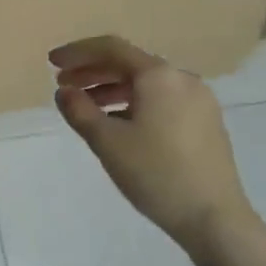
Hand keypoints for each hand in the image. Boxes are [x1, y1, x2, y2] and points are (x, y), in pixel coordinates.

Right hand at [51, 35, 258, 249]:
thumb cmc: (155, 173)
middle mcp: (182, 79)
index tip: (52, 63)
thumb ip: (80, 111)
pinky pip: (161, 100)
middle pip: (130, 64)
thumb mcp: (107, 142)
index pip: (112, 49)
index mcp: (159, 76)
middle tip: (62, 84)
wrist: (213, 216)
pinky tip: (117, 123)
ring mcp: (198, 101)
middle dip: (93, 71)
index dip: (77, 53)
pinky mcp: (205, 122)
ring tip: (84, 106)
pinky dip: (133, 103)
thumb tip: (65, 91)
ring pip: (146, 84)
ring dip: (111, 89)